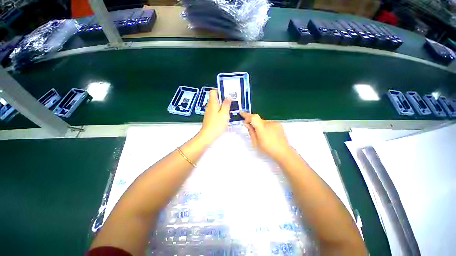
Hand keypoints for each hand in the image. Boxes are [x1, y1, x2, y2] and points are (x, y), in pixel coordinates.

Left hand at [198, 90, 230, 143]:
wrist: (208, 136)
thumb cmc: (216, 124)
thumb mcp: (224, 113)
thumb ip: (226, 104)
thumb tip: (228, 97)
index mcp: (212, 103)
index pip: (213, 91)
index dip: (220, 90)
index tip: (227, 93)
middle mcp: (209, 106)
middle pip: (216, 98)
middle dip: (223, 99)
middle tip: (231, 101)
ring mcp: (209, 112)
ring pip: (216, 105)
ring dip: (223, 105)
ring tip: (230, 109)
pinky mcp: (210, 117)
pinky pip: (216, 111)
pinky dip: (221, 111)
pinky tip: (225, 116)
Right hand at [240, 112, 293, 161]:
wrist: (283, 152)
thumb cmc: (268, 149)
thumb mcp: (255, 142)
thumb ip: (251, 131)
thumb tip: (247, 124)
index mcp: (262, 128)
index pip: (253, 117)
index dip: (246, 115)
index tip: (241, 114)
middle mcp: (269, 123)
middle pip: (258, 119)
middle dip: (253, 122)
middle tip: (251, 129)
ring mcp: (275, 123)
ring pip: (263, 121)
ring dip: (260, 125)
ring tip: (262, 135)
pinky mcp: (279, 124)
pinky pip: (269, 123)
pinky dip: (266, 126)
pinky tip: (268, 134)